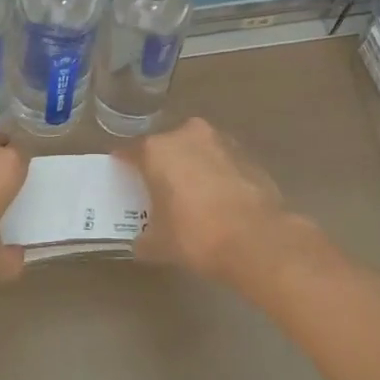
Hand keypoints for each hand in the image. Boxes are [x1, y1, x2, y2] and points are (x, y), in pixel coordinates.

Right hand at [121, 118, 302, 280]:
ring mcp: (220, 141)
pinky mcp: (247, 154)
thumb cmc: (196, 235)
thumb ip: (144, 238)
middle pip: (167, 146)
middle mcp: (187, 135)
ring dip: (192, 165)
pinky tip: (218, 198)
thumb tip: (141, 242)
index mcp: (158, 150)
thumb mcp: (160, 244)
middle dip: (162, 163)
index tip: (122, 174)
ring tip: (191, 193)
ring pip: (197, 149)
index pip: (131, 151)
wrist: (257, 238)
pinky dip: (216, 173)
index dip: (125, 164)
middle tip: (159, 187)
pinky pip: (221, 160)